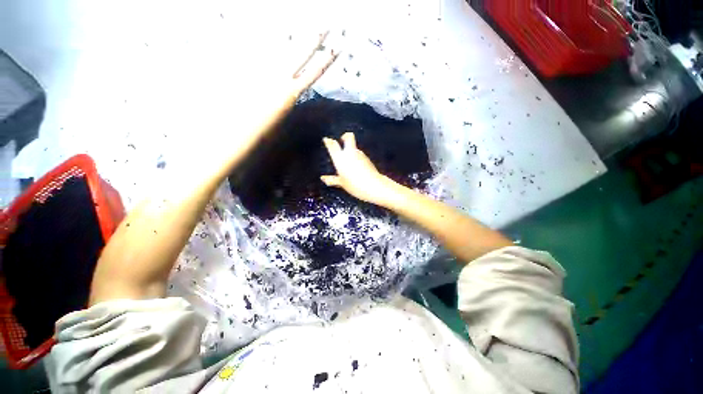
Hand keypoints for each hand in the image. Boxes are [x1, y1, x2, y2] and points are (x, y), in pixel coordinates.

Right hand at [321, 132, 397, 204]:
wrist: (373, 186)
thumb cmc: (354, 185)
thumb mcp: (342, 183)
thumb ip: (332, 180)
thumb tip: (323, 178)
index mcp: (340, 158)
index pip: (333, 145)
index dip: (328, 141)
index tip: (326, 140)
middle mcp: (350, 153)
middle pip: (349, 137)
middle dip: (345, 136)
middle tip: (342, 140)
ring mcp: (360, 155)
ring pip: (355, 147)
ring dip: (351, 149)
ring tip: (349, 159)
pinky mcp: (367, 159)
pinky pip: (359, 155)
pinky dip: (356, 157)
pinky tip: (356, 166)